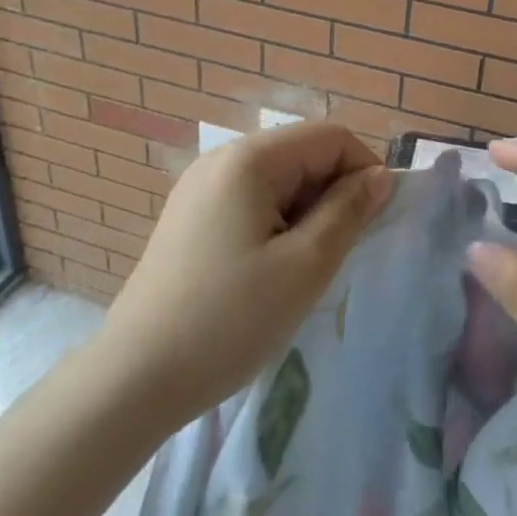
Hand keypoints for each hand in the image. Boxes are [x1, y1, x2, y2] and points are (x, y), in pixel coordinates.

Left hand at [91, 122, 392, 434]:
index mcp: (250, 158)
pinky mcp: (190, 217)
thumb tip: (381, 176)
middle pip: (302, 153)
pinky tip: (271, 269)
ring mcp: (200, 187)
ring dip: (307, 212)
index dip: (364, 171)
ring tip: (305, 266)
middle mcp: (221, 159)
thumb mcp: (305, 265)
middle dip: (334, 193)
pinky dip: (277, 223)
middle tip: (338, 253)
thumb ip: (349, 211)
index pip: (330, 137)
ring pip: (279, 180)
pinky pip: (251, 201)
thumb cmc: (230, 319)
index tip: (374, 223)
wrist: (135, 378)